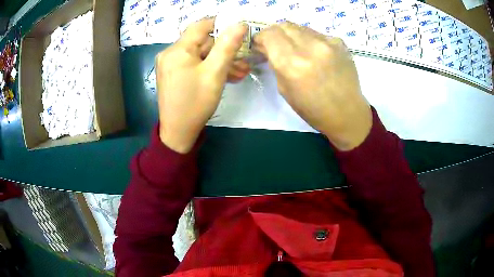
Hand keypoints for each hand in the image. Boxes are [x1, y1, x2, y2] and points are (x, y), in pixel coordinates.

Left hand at [156, 18, 247, 152]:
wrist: (178, 132)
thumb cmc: (196, 103)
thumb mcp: (215, 73)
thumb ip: (227, 46)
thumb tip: (239, 24)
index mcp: (177, 50)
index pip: (201, 26)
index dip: (221, 25)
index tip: (238, 32)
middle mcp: (169, 53)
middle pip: (201, 42)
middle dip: (223, 51)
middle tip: (242, 62)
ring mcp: (169, 64)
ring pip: (199, 55)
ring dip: (218, 62)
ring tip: (238, 73)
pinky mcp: (171, 74)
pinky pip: (192, 64)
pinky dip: (207, 68)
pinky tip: (223, 76)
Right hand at [254, 22, 371, 150]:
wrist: (346, 113)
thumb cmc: (312, 109)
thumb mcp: (284, 89)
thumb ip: (275, 63)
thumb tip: (267, 47)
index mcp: (291, 63)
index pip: (269, 34)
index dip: (261, 37)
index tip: (261, 44)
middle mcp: (309, 47)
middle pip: (284, 25)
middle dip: (275, 33)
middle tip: (275, 44)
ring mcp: (327, 42)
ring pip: (300, 27)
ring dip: (292, 35)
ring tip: (296, 49)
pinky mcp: (339, 42)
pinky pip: (317, 34)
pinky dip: (309, 40)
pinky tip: (314, 53)